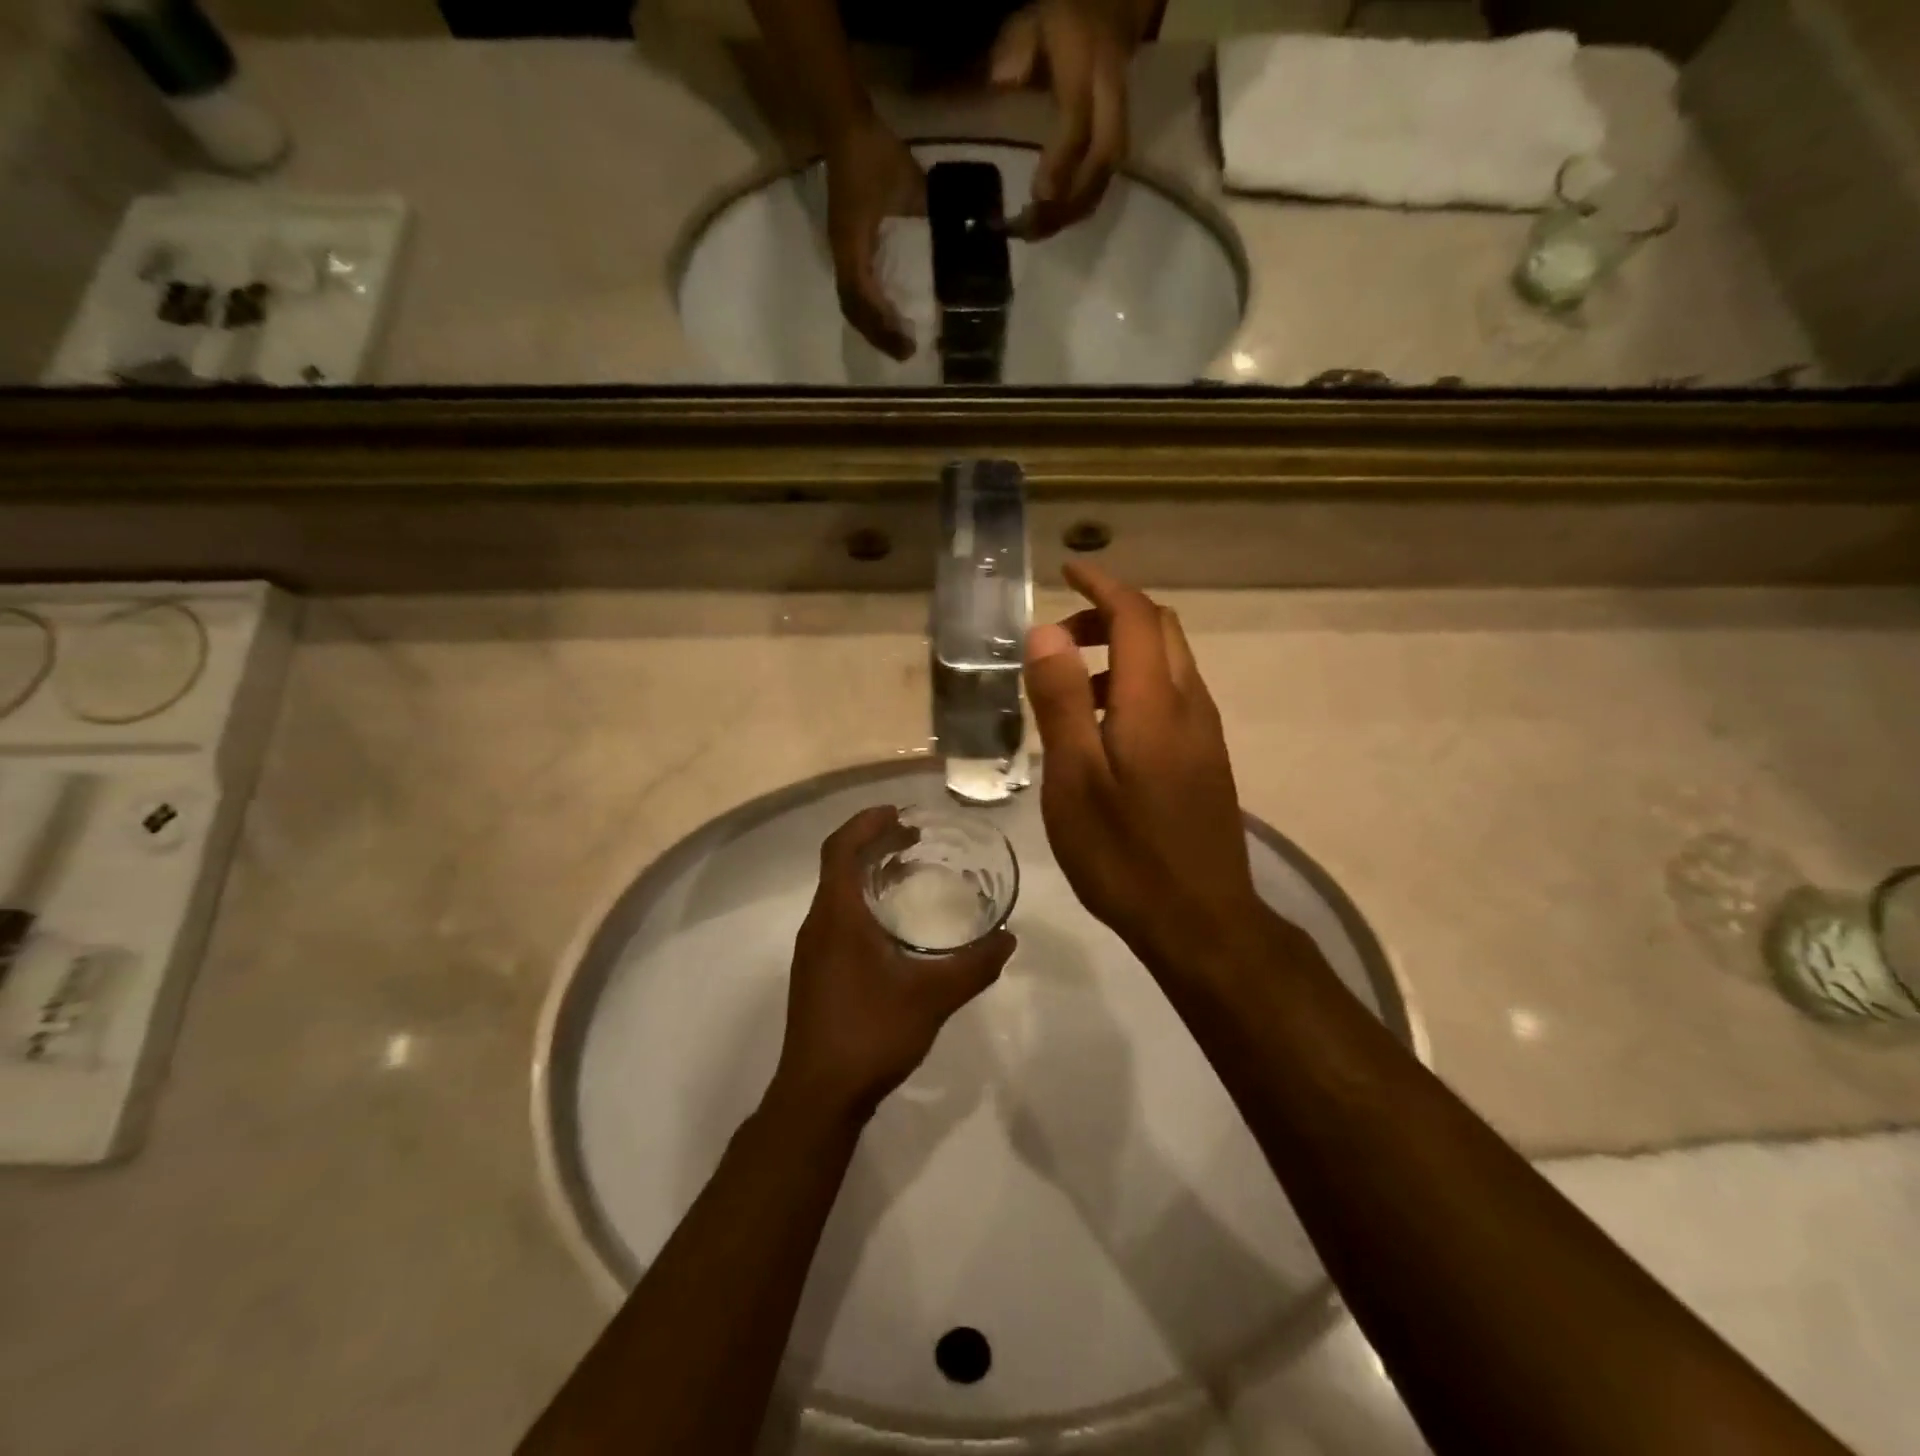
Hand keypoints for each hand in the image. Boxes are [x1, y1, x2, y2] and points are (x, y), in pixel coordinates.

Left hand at [771, 807, 1014, 1121]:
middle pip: (838, 865)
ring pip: (837, 893)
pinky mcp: (816, 973)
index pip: (840, 848)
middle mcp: (817, 925)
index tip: (899, 811)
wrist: (818, 1096)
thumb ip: (974, 966)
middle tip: (914, 837)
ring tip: (908, 871)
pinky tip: (893, 925)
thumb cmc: (870, 1033)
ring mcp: (812, 951)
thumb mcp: (932, 997)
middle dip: (873, 843)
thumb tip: (1008, 939)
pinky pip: (837, 917)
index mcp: (837, 916)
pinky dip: (863, 902)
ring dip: (868, 873)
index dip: (866, 822)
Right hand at [825, 118, 927, 359]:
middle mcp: (843, 255)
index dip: (883, 326)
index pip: (863, 300)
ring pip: (852, 303)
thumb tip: (961, 241)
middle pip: (854, 311)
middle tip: (906, 353)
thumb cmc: (874, 155)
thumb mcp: (909, 186)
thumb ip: (930, 216)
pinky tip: (888, 316)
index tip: (907, 344)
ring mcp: (842, 251)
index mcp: (853, 245)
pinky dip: (871, 308)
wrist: (845, 127)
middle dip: (878, 335)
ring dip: (873, 326)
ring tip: (897, 342)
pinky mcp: (847, 246)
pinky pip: (856, 288)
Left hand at [989, 0, 1142, 237]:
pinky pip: (1107, 174)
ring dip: (1077, 209)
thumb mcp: (1033, 20)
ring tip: (1043, 231)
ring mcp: (1121, 113)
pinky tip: (1059, 218)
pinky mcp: (1121, 130)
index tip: (1038, 198)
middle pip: (1103, 158)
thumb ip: (1015, 51)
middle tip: (1038, 229)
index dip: (1061, 163)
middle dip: (1073, 200)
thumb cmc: (1065, 13)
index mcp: (1088, 63)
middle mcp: (1110, 92)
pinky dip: (1083, 201)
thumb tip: (1001, 84)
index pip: (1078, 122)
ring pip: (1108, 173)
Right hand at [1023, 562, 1262, 966]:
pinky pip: (1172, 697)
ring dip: (1122, 654)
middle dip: (1111, 615)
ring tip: (1070, 690)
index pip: (1135, 615)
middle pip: (1160, 629)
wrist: (1201, 921)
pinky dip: (1135, 686)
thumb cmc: (1125, 853)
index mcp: (1155, 701)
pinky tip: (1102, 732)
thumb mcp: (1075, 779)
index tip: (1066, 570)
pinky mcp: (1207, 759)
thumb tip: (1047, 633)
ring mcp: (1204, 733)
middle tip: (1059, 640)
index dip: (1101, 585)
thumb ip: (1062, 701)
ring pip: (1168, 664)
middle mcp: (1189, 704)